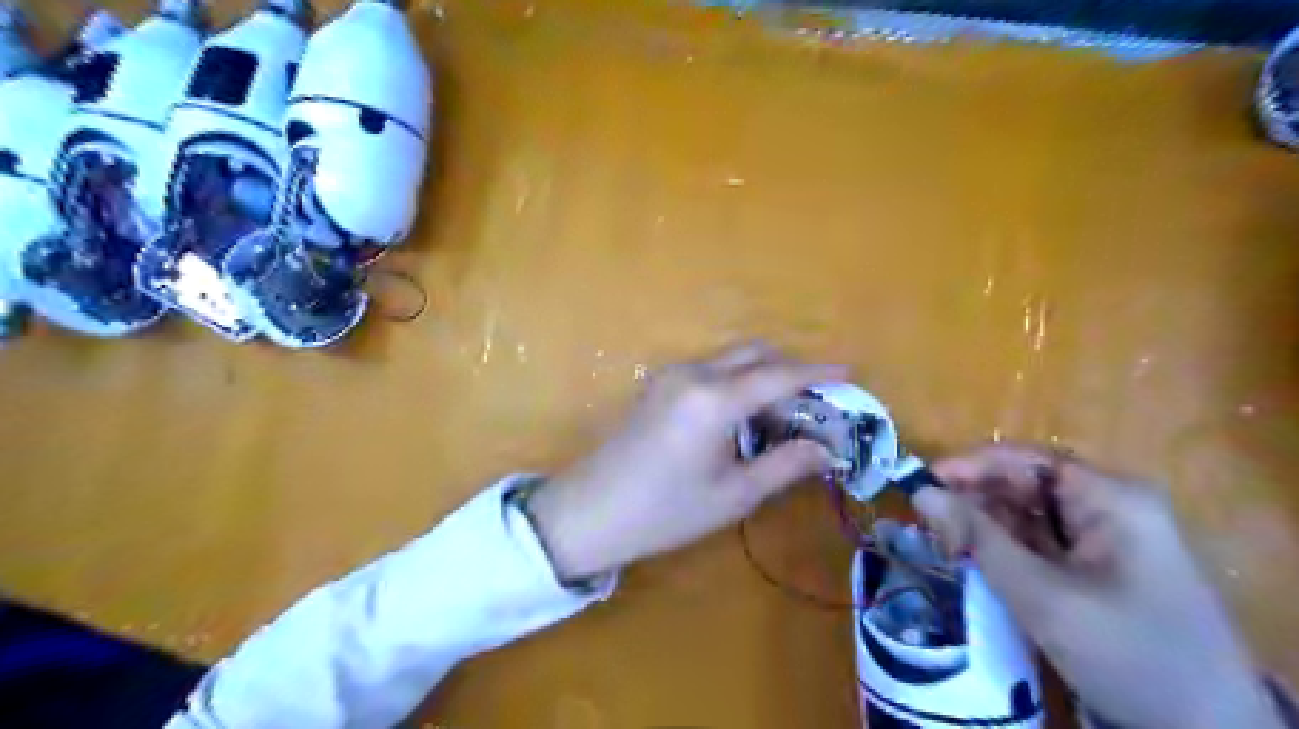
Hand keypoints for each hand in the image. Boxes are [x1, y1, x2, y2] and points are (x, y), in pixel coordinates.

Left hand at [526, 345, 842, 583]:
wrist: (590, 511)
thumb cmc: (665, 511)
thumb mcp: (733, 494)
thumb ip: (784, 465)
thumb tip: (825, 449)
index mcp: (714, 399)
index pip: (779, 376)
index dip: (817, 375)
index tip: (849, 375)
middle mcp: (693, 373)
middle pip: (754, 354)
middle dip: (790, 370)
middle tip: (815, 404)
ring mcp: (671, 375)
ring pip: (731, 360)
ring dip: (762, 376)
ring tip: (782, 418)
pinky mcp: (659, 385)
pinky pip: (710, 370)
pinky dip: (737, 382)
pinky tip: (744, 417)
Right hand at [911, 445, 1276, 728]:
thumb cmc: (1127, 654)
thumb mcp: (1042, 595)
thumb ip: (977, 537)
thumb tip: (920, 492)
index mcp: (1109, 496)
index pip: (1023, 459)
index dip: (968, 465)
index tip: (917, 483)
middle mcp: (1107, 503)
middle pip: (1022, 483)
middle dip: (973, 499)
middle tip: (928, 525)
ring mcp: (1104, 534)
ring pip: (1025, 512)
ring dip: (983, 524)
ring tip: (945, 545)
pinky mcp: (1096, 563)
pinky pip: (1038, 540)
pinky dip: (1002, 546)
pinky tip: (975, 558)